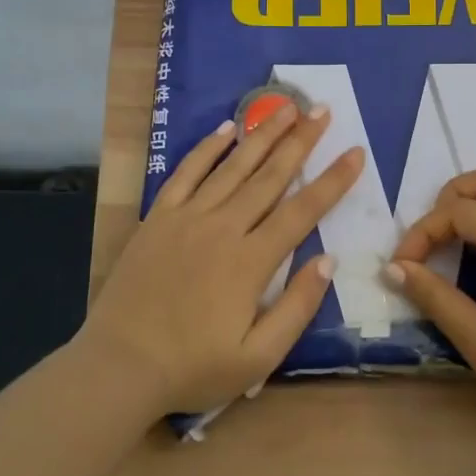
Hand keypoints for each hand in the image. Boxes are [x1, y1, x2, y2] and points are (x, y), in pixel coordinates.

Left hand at [80, 101, 363, 412]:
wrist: (120, 365)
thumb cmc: (193, 367)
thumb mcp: (258, 357)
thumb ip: (297, 308)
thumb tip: (328, 261)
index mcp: (251, 262)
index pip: (302, 211)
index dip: (333, 180)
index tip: (355, 152)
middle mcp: (223, 228)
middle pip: (270, 177)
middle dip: (301, 141)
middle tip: (323, 110)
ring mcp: (187, 218)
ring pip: (233, 167)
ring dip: (262, 135)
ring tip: (286, 108)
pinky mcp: (158, 218)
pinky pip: (186, 173)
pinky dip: (207, 149)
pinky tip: (225, 129)